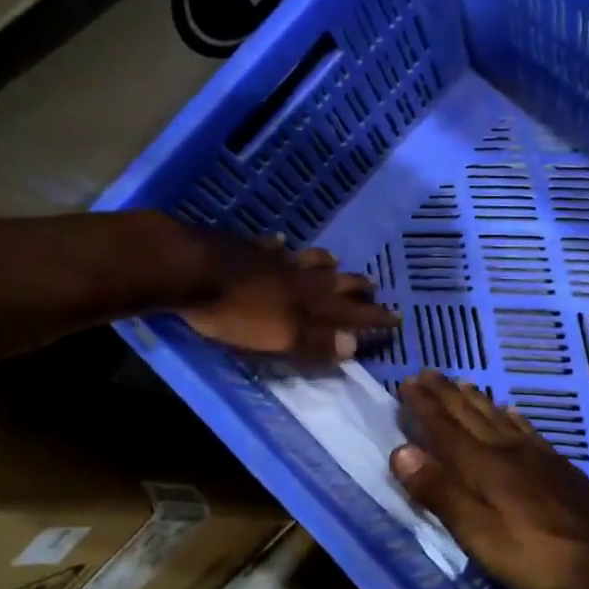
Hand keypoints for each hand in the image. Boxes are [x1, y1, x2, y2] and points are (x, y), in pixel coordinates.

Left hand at [181, 236, 397, 361]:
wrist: (190, 270)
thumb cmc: (235, 313)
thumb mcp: (279, 336)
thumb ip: (316, 342)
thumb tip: (355, 346)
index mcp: (309, 301)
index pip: (351, 312)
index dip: (374, 317)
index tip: (397, 318)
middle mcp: (298, 277)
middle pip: (334, 281)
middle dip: (356, 286)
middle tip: (374, 286)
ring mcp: (272, 260)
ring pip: (307, 260)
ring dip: (324, 263)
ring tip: (334, 261)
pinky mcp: (245, 250)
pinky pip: (271, 247)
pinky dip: (281, 247)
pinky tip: (280, 242)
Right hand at [387, 370, 588, 588]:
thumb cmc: (536, 554)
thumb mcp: (479, 533)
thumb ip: (440, 492)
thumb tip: (401, 451)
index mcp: (483, 466)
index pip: (445, 428)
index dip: (424, 406)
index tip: (407, 382)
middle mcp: (507, 450)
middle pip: (470, 415)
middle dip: (445, 394)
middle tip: (426, 373)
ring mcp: (536, 455)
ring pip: (498, 417)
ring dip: (475, 399)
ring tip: (460, 383)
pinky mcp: (557, 465)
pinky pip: (527, 429)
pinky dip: (512, 416)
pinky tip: (511, 411)